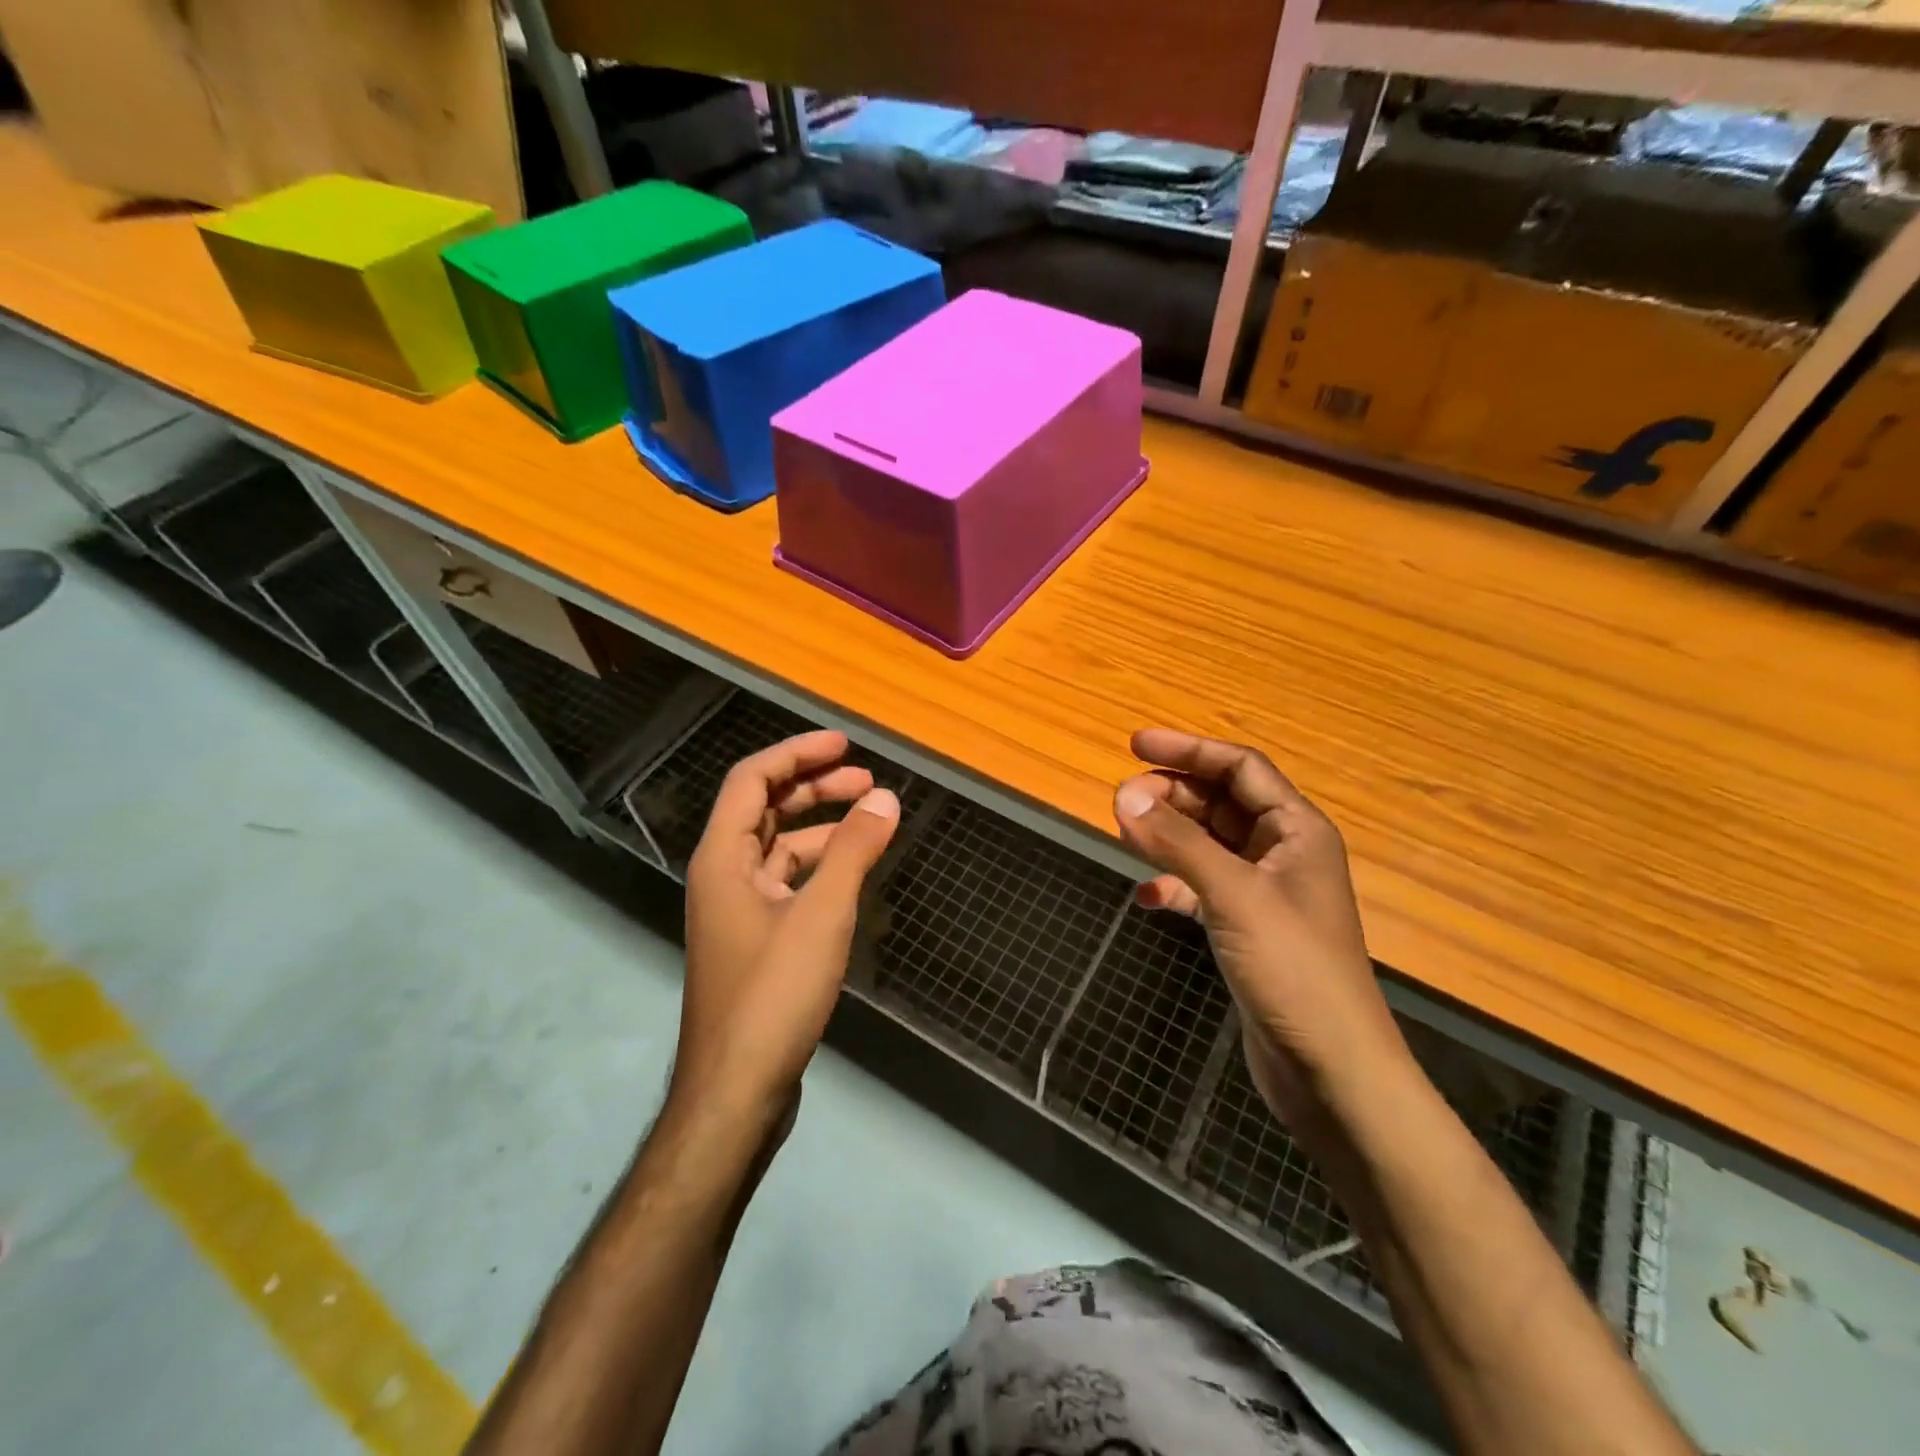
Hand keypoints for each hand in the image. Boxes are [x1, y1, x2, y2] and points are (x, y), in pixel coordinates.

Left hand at [676, 731, 899, 1127]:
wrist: (737, 1090)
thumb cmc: (773, 993)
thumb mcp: (821, 914)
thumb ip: (853, 851)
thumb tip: (885, 797)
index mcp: (723, 858)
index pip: (753, 780)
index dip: (797, 753)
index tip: (844, 744)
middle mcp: (723, 876)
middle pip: (765, 810)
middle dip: (815, 787)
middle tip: (867, 779)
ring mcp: (738, 911)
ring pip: (779, 849)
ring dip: (822, 827)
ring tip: (871, 821)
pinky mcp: (756, 941)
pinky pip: (788, 883)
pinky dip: (820, 868)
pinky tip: (853, 874)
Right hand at [1112, 729, 1407, 1146]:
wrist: (1331, 1073)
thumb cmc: (1293, 971)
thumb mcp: (1233, 896)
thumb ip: (1178, 843)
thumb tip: (1122, 795)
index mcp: (1297, 830)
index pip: (1240, 767)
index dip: (1189, 749)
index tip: (1135, 745)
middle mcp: (1282, 853)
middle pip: (1220, 802)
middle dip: (1172, 794)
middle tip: (1122, 800)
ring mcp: (1264, 894)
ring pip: (1208, 844)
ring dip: (1169, 836)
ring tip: (1125, 835)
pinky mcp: (1247, 930)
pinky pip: (1202, 889)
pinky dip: (1174, 885)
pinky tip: (1147, 897)